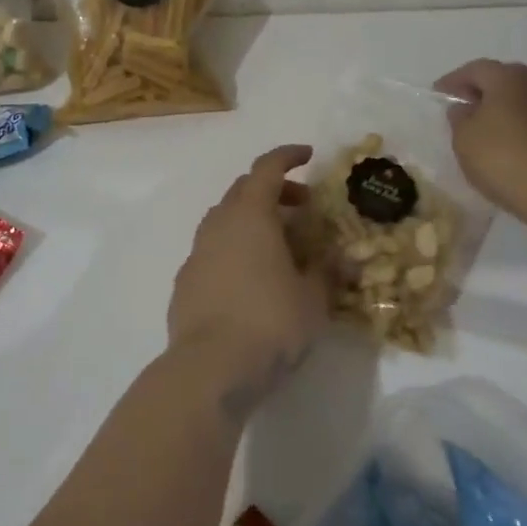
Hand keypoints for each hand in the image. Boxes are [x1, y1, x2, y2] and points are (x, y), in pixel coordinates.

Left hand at [168, 145, 327, 411]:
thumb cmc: (270, 323)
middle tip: (303, 208)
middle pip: (245, 190)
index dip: (288, 156)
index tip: (308, 156)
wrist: (210, 370)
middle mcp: (219, 224)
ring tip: (280, 245)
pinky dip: (235, 250)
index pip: (267, 168)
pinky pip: (214, 250)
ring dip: (253, 221)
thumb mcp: (313, 299)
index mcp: (250, 215)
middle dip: (275, 191)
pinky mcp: (185, 282)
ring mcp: (197, 252)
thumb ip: (327, 272)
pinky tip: (251, 279)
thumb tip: (340, 258)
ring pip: (226, 220)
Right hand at [434, 60, 526, 217]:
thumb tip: (465, 108)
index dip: (453, 80)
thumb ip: (459, 118)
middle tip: (463, 107)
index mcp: (507, 77)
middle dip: (481, 92)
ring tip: (484, 130)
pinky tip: (508, 147)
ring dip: (502, 111)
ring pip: (521, 102)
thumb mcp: (464, 138)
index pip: (475, 69)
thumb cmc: (503, 157)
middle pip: (502, 81)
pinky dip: (518, 128)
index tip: (438, 94)